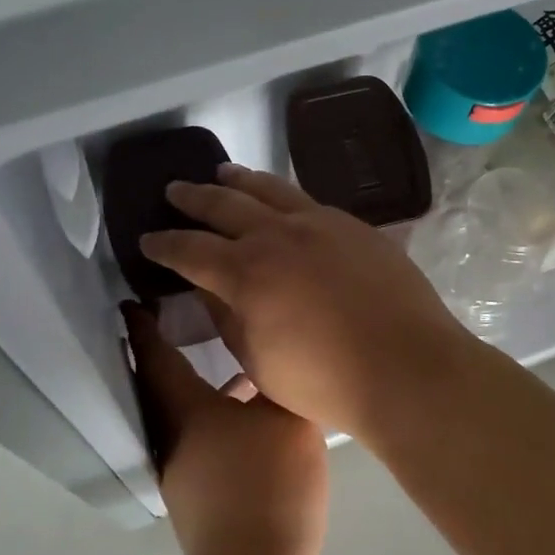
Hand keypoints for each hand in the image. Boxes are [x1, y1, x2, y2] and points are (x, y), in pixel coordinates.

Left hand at [123, 303, 328, 554]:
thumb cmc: (268, 480)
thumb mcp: (287, 417)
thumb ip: (277, 381)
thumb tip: (271, 356)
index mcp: (185, 408)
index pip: (154, 357)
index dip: (143, 328)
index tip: (131, 304)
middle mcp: (173, 437)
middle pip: (162, 387)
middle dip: (166, 355)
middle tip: (181, 324)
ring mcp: (182, 473)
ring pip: (183, 417)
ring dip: (196, 390)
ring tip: (228, 369)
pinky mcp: (198, 500)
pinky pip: (200, 441)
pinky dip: (215, 420)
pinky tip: (248, 423)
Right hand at [138, 165, 470, 439]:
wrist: (408, 367)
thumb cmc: (325, 381)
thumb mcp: (258, 361)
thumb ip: (228, 317)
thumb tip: (210, 287)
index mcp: (246, 272)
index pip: (190, 250)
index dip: (164, 245)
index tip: (147, 240)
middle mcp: (278, 235)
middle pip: (224, 205)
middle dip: (193, 198)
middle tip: (173, 191)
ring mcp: (320, 223)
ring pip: (269, 189)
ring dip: (239, 180)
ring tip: (222, 173)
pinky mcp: (353, 225)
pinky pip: (307, 199)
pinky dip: (282, 194)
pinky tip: (280, 199)